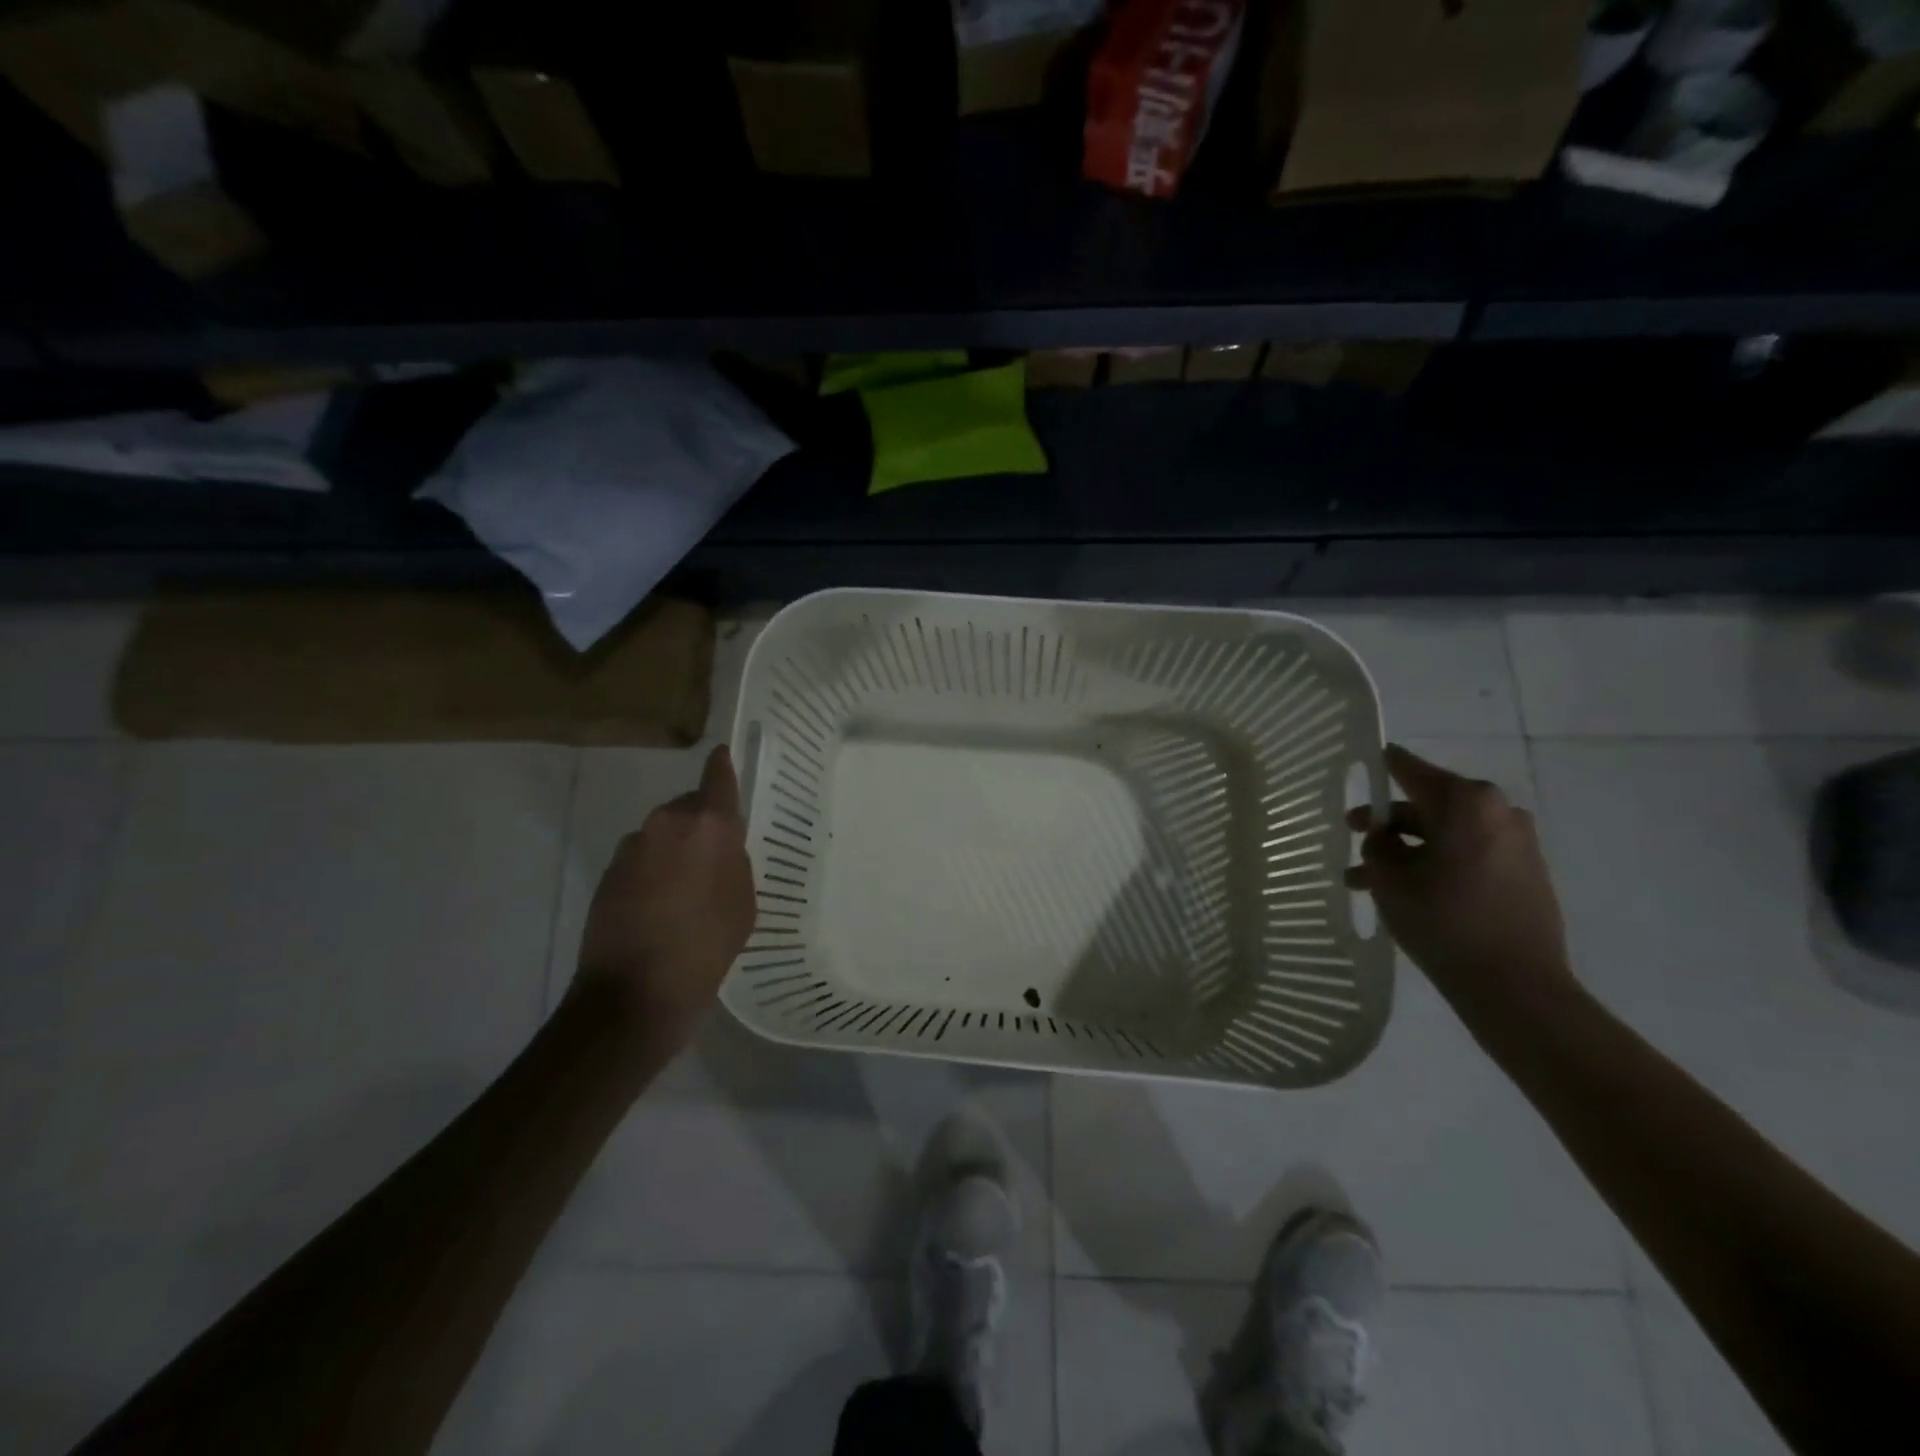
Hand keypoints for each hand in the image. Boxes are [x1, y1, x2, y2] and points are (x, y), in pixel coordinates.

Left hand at [571, 745, 755, 1044]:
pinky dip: (654, 872)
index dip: (721, 766)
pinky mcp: (608, 874)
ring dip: (675, 850)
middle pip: (688, 808)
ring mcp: (631, 848)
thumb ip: (733, 862)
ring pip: (663, 834)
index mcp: (707, 826)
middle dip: (702, 824)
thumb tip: (718, 848)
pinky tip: (661, 906)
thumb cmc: (706, 946)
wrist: (634, 994)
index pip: (717, 779)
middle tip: (716, 858)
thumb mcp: (742, 904)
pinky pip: (642, 859)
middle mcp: (666, 824)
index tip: (722, 754)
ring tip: (687, 890)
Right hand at [1345, 744, 1576, 1018]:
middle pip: (1427, 804)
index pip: (1409, 769)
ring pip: (1445, 834)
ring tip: (1366, 881)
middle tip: (1353, 837)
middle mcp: (1497, 811)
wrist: (1515, 985)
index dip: (1381, 766)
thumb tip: (1383, 836)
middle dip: (1387, 823)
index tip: (1362, 762)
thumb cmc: (1443, 920)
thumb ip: (1378, 845)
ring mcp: (1516, 842)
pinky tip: (1405, 892)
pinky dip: (1436, 863)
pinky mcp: (1525, 872)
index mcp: (1465, 802)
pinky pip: (1468, 853)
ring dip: (1407, 850)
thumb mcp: (1389, 878)